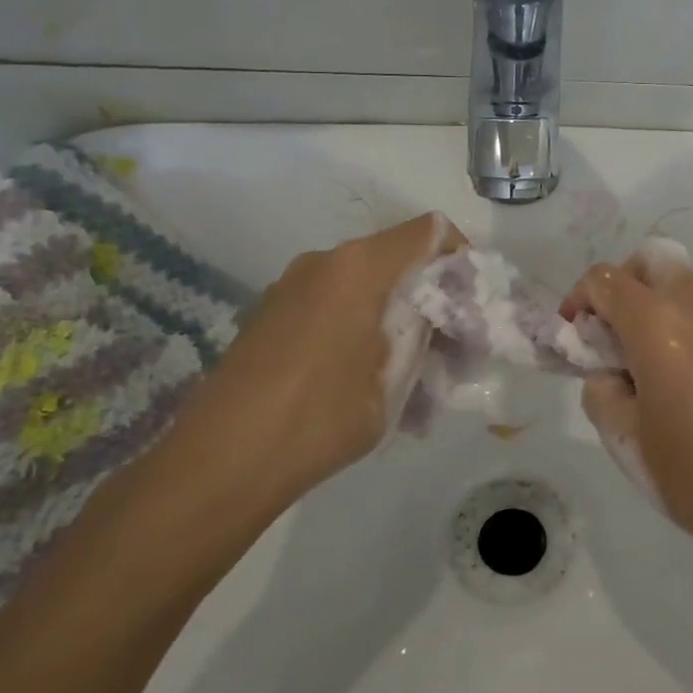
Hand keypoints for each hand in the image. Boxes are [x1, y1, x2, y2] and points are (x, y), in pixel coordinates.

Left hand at [155, 213, 466, 519]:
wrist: (221, 461)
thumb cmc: (321, 417)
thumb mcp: (394, 380)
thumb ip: (422, 333)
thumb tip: (436, 315)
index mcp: (359, 267)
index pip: (429, 231)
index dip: (460, 257)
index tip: (471, 301)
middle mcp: (324, 261)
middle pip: (396, 257)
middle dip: (430, 294)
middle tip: (449, 346)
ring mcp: (292, 284)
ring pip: (365, 283)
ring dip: (396, 314)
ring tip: (408, 372)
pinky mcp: (272, 311)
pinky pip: (333, 303)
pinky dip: (361, 325)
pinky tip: (363, 377)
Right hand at [561, 242, 692, 568]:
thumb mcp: (627, 443)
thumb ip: (602, 392)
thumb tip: (610, 373)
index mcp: (658, 325)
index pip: (606, 279)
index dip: (580, 298)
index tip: (576, 336)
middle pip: (654, 262)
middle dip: (625, 286)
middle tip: (616, 338)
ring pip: (688, 290)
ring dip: (661, 310)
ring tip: (659, 374)